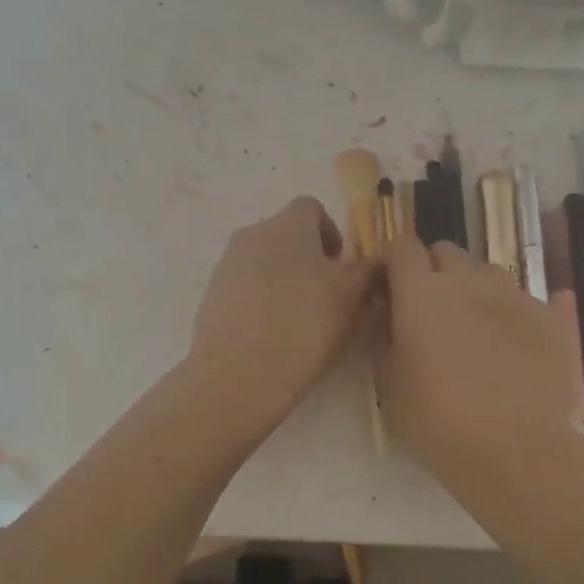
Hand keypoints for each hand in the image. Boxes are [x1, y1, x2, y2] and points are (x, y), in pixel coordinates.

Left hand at [190, 196, 374, 425]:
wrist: (238, 375)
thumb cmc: (304, 329)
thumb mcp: (350, 300)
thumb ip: (365, 271)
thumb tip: (372, 260)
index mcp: (288, 226)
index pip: (311, 208)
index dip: (330, 232)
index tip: (340, 267)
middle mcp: (252, 234)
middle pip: (285, 233)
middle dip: (306, 257)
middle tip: (323, 296)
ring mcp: (227, 263)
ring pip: (263, 259)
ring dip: (282, 276)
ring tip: (296, 317)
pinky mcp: (211, 292)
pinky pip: (243, 283)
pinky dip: (259, 297)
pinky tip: (269, 331)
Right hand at [375, 233, 576, 478]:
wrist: (513, 447)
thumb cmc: (435, 418)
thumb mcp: (387, 382)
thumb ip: (381, 336)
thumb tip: (384, 313)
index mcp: (420, 290)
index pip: (402, 246)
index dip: (393, 263)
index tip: (389, 289)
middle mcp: (466, 279)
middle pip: (446, 251)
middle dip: (433, 270)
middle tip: (429, 310)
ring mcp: (512, 294)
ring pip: (487, 271)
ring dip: (473, 287)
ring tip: (472, 326)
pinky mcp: (549, 317)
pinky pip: (524, 298)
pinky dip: (510, 312)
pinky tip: (512, 344)